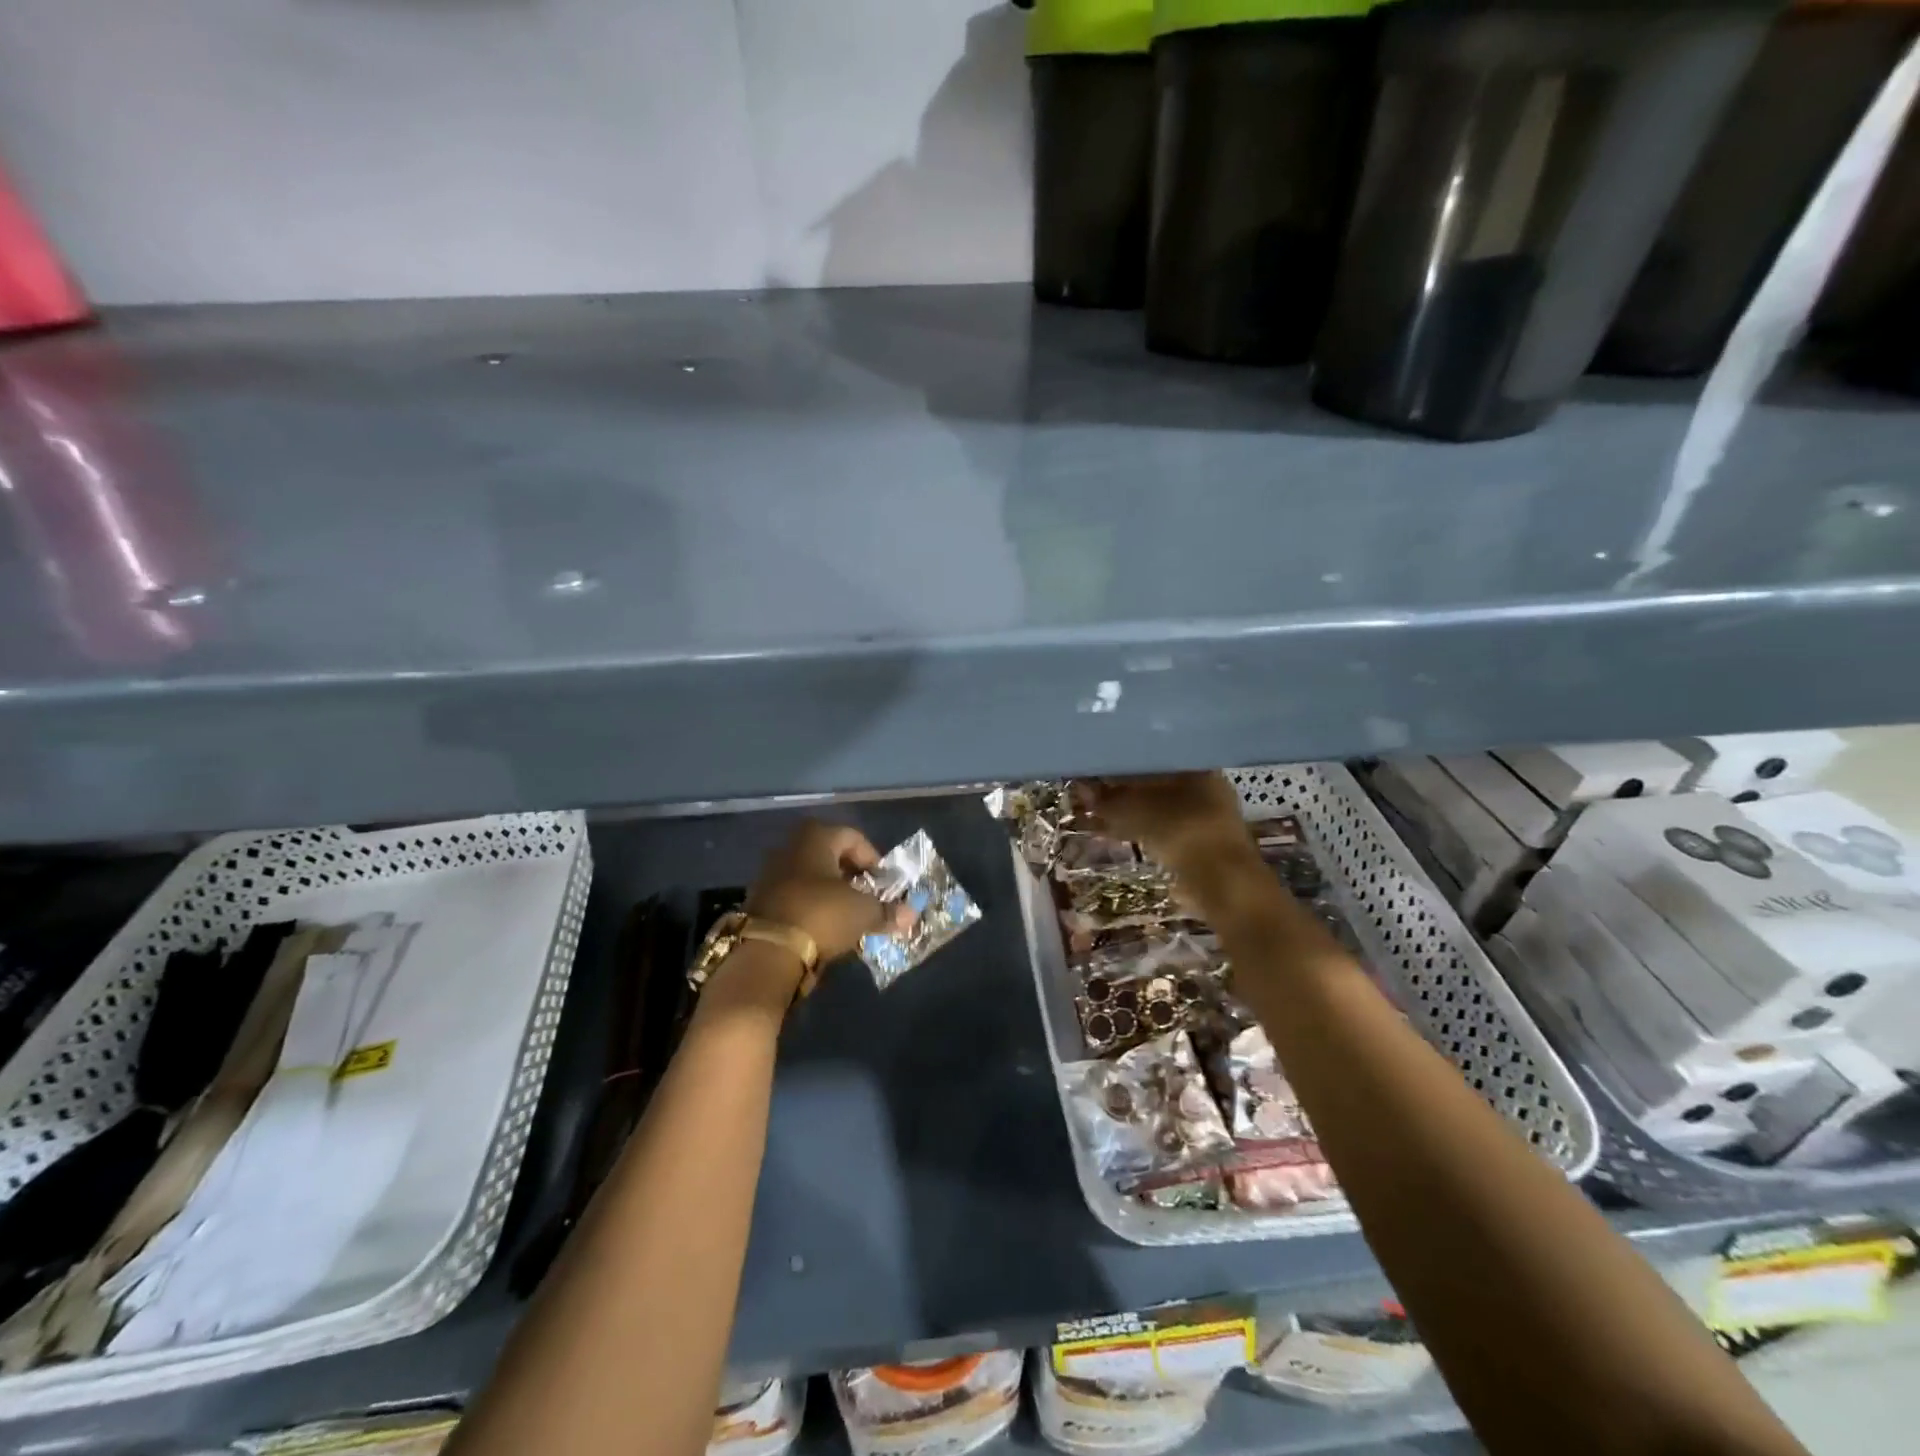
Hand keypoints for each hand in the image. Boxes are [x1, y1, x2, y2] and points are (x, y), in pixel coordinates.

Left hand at [744, 821, 912, 965]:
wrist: (766, 950)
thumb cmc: (822, 914)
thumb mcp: (863, 913)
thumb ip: (888, 911)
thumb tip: (911, 915)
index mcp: (816, 837)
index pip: (853, 837)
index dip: (873, 858)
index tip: (884, 883)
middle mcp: (790, 846)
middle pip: (830, 854)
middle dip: (852, 874)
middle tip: (868, 896)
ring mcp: (770, 872)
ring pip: (811, 875)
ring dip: (831, 891)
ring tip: (849, 914)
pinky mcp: (760, 899)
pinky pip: (795, 895)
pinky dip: (812, 905)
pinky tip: (824, 926)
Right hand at [1083, 773, 1253, 874]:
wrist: (1222, 884)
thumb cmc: (1180, 831)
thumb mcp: (1134, 810)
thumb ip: (1107, 800)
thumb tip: (1082, 789)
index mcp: (1196, 767)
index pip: (1153, 756)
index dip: (1122, 763)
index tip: (1097, 769)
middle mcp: (1206, 787)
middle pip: (1155, 783)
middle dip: (1124, 789)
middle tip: (1094, 794)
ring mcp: (1207, 818)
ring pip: (1158, 808)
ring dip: (1131, 811)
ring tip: (1100, 814)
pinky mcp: (1202, 846)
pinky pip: (1163, 830)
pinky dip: (1141, 830)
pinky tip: (1121, 833)